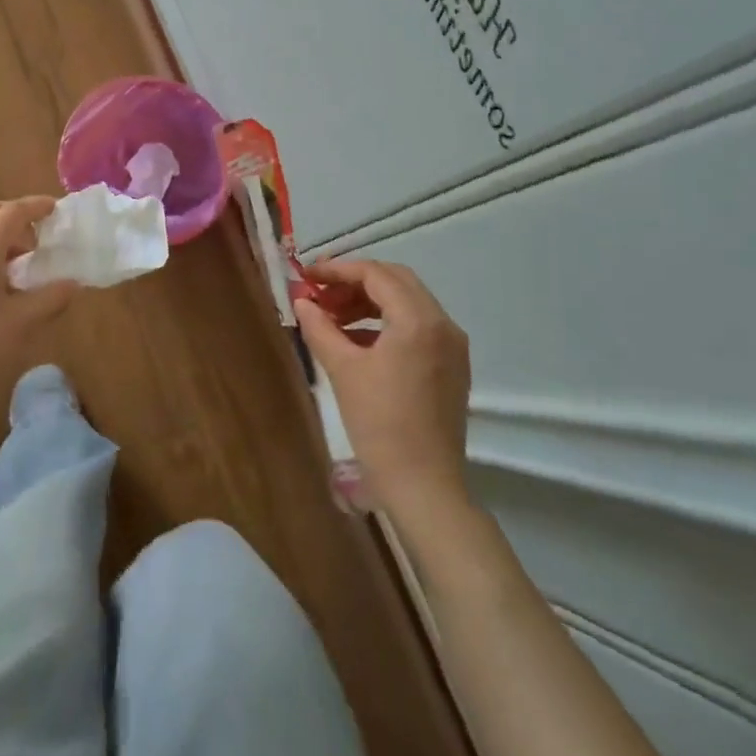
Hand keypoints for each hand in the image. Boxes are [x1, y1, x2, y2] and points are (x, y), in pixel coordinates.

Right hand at [293, 258, 472, 522]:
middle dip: (355, 282)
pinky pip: (418, 326)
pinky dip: (386, 323)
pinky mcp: (452, 365)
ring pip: (408, 303)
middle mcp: (443, 324)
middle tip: (319, 293)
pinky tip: (356, 340)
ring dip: (370, 301)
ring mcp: (452, 345)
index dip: (338, 270)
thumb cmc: (379, 424)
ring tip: (332, 317)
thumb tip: (302, 301)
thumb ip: (320, 328)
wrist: (423, 484)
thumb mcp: (342, 370)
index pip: (376, 274)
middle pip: (396, 281)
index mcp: (418, 320)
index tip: (306, 275)